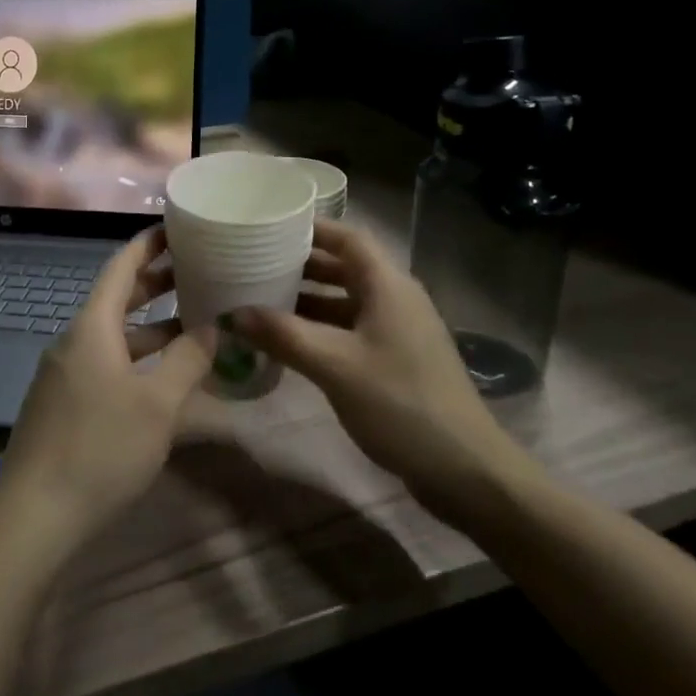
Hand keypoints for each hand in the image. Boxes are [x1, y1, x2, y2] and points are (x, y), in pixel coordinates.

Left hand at [0, 228, 213, 546]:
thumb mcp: (157, 405)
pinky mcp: (64, 405)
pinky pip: (106, 363)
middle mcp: (74, 342)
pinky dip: (137, 357)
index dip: (148, 244)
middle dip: (155, 282)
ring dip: (150, 326)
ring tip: (193, 320)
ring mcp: (65, 375)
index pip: (120, 267)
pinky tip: (164, 376)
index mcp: (91, 328)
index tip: (177, 227)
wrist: (34, 516)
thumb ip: (188, 360)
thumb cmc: (100, 449)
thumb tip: (213, 325)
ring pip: (113, 335)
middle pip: (116, 298)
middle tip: (197, 269)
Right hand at [231, 220, 531, 523]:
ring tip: (261, 301)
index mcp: (388, 286)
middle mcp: (394, 299)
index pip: (348, 238)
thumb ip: (283, 335)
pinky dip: (320, 330)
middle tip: (254, 265)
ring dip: (307, 301)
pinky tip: (289, 344)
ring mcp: (397, 331)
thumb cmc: (399, 403)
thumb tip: (233, 313)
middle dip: (300, 266)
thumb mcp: (335, 366)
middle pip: (344, 268)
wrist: (463, 468)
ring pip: (345, 302)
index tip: (269, 227)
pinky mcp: (395, 360)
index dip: (311, 228)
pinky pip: (351, 330)